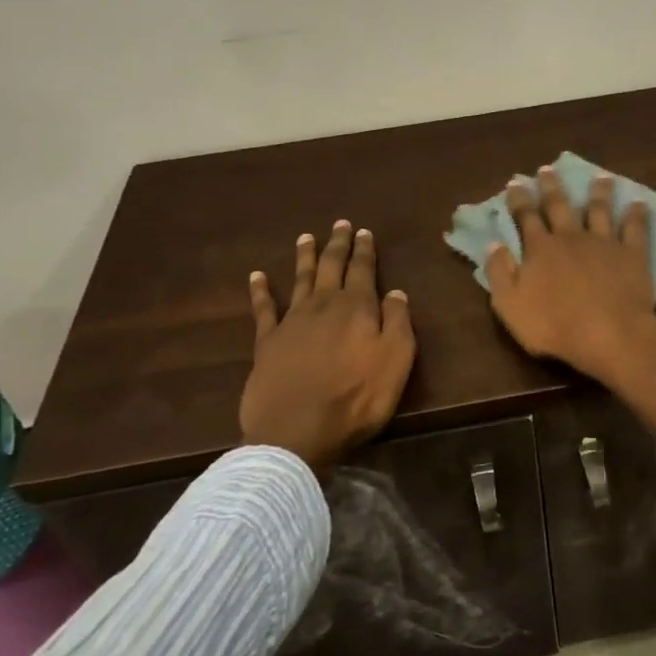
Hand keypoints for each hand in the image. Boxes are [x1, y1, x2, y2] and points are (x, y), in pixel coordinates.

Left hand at [238, 221, 414, 473]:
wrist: (297, 431)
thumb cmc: (356, 398)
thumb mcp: (396, 361)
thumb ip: (398, 323)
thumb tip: (396, 292)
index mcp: (357, 308)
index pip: (363, 271)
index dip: (364, 251)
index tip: (364, 232)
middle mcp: (323, 305)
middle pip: (330, 267)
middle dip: (337, 244)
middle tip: (339, 224)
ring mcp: (292, 321)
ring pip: (299, 279)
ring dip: (304, 257)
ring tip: (306, 237)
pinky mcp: (267, 342)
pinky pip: (263, 309)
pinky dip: (260, 290)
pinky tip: (257, 276)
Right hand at [486, 167, 655, 378]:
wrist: (609, 335)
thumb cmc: (554, 326)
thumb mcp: (510, 305)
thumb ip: (500, 273)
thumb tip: (493, 244)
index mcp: (540, 249)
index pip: (526, 217)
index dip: (519, 199)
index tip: (516, 182)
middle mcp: (571, 237)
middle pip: (560, 206)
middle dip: (552, 186)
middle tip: (548, 169)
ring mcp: (604, 243)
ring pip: (600, 210)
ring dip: (599, 192)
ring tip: (600, 177)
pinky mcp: (632, 254)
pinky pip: (635, 229)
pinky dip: (637, 214)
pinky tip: (639, 203)